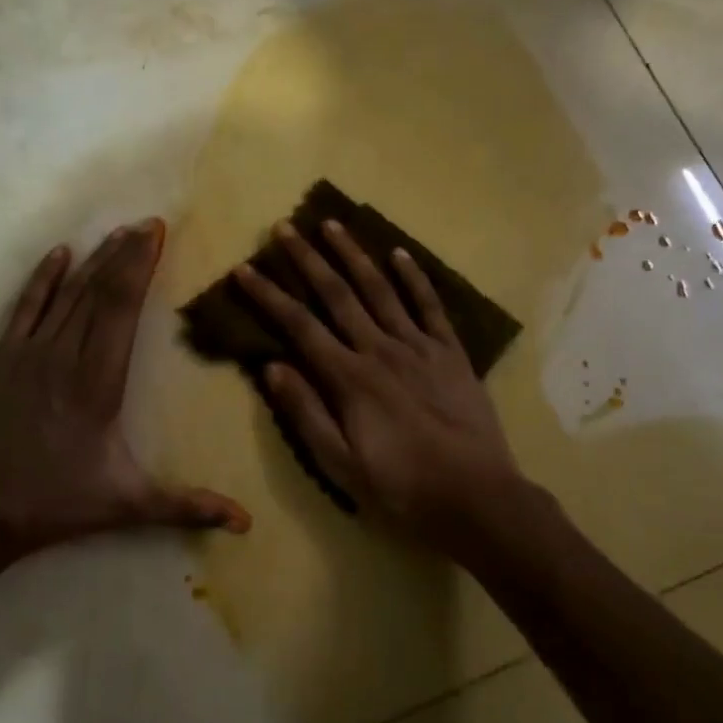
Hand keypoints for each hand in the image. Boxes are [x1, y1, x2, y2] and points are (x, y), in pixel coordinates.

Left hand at [0, 220, 250, 564]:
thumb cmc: (54, 503)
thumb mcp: (126, 505)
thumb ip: (187, 507)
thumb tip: (245, 522)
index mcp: (98, 381)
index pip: (122, 307)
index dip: (140, 265)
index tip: (156, 233)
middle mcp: (65, 355)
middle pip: (99, 290)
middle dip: (125, 253)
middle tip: (147, 223)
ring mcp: (29, 353)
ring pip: (67, 294)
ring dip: (94, 260)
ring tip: (117, 232)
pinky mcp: (1, 359)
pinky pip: (25, 308)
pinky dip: (43, 279)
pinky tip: (58, 254)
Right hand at [234, 220, 525, 551]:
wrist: (478, 499)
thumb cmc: (402, 488)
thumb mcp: (342, 465)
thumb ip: (306, 414)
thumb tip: (272, 367)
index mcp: (349, 378)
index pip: (298, 326)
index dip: (268, 295)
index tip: (245, 268)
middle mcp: (380, 349)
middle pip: (336, 294)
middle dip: (307, 258)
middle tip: (284, 227)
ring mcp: (418, 346)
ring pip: (380, 288)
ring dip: (353, 254)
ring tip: (331, 223)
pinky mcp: (450, 352)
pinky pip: (429, 305)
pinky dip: (414, 277)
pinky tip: (399, 253)